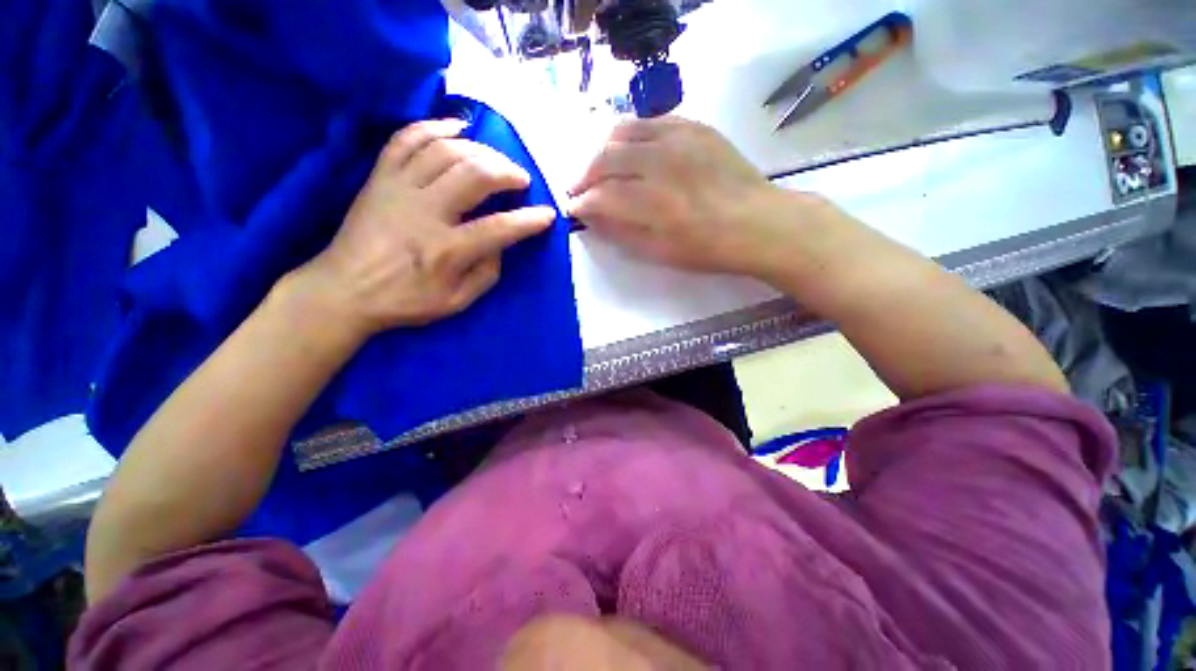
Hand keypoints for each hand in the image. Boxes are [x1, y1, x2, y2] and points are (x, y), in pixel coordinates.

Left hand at [293, 119, 555, 337]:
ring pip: (445, 151)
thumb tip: (501, 243)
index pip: (500, 228)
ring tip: (496, 159)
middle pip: (475, 175)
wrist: (344, 289)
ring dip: (480, 149)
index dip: (529, 220)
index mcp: (447, 251)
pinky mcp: (380, 177)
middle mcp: (425, 212)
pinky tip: (456, 129)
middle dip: (507, 172)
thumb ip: (486, 273)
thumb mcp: (456, 302)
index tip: (548, 214)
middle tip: (522, 179)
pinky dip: (434, 127)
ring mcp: (399, 189)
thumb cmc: (405, 301)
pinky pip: (407, 139)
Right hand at [568, 117, 817, 279]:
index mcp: (653, 204)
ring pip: (623, 132)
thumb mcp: (660, 253)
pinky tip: (630, 150)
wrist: (757, 223)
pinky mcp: (694, 126)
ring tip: (600, 167)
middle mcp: (660, 163)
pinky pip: (651, 121)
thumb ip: (622, 233)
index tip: (573, 208)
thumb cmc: (708, 249)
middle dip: (584, 175)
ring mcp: (678, 138)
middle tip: (579, 188)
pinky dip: (631, 135)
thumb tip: (593, 218)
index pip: (601, 196)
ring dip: (603, 151)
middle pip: (605, 159)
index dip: (581, 202)